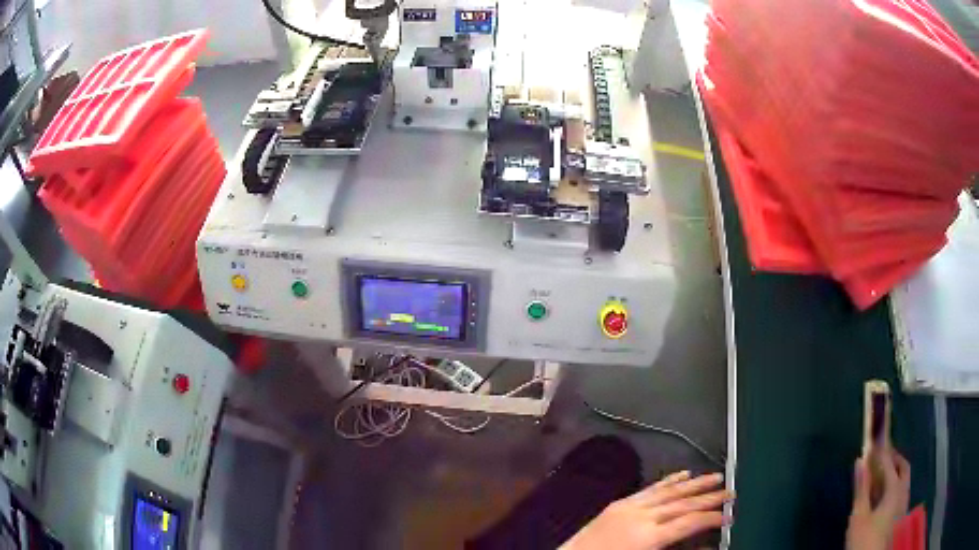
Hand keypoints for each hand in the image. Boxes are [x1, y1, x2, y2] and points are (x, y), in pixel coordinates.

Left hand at [561, 471, 732, 549]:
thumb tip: (704, 546)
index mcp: (647, 538)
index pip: (688, 522)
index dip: (711, 518)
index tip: (730, 515)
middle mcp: (641, 517)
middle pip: (682, 503)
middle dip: (709, 497)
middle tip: (732, 492)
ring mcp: (628, 507)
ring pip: (668, 491)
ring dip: (694, 483)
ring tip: (716, 477)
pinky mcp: (618, 504)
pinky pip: (649, 489)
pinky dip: (668, 481)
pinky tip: (683, 474)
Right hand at [846, 450, 910, 549]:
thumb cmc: (864, 539)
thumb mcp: (858, 516)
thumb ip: (862, 489)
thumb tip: (861, 460)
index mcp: (895, 488)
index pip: (889, 463)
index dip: (882, 452)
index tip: (874, 442)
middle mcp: (903, 491)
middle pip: (903, 467)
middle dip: (894, 459)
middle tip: (881, 457)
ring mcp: (903, 504)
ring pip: (904, 480)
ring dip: (896, 472)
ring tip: (882, 476)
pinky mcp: (900, 515)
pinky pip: (902, 491)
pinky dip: (896, 485)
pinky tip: (886, 496)